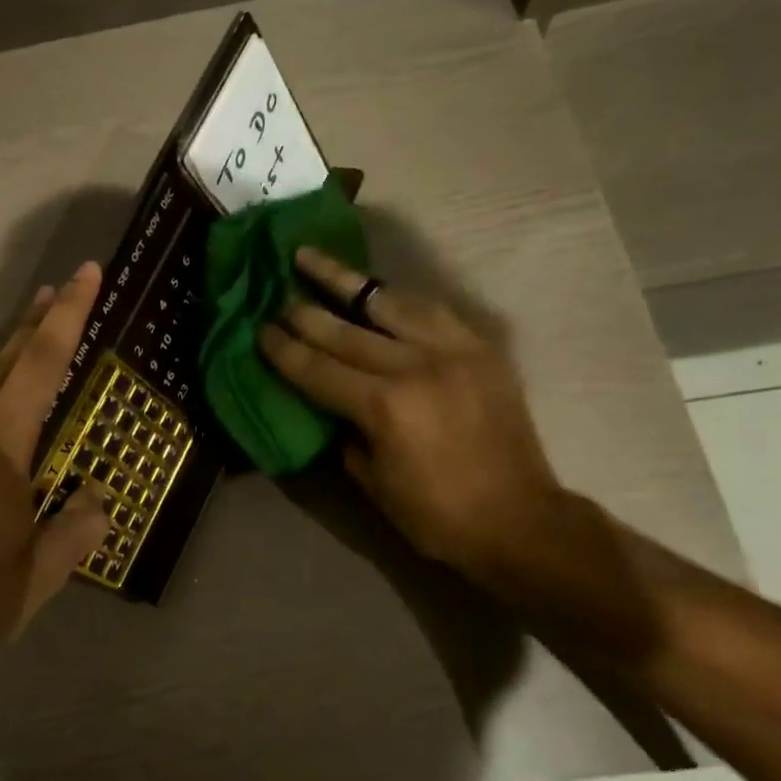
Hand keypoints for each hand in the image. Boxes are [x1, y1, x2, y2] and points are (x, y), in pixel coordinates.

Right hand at [258, 249, 633, 643]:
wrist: (521, 521)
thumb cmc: (437, 515)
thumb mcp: (371, 480)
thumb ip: (345, 430)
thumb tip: (328, 398)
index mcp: (385, 406)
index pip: (318, 368)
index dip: (283, 349)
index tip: (259, 329)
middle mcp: (416, 366)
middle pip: (346, 329)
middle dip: (304, 311)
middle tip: (276, 293)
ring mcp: (453, 350)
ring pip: (389, 301)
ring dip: (347, 281)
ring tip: (315, 259)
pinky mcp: (480, 348)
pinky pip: (431, 309)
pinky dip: (397, 298)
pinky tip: (377, 289)